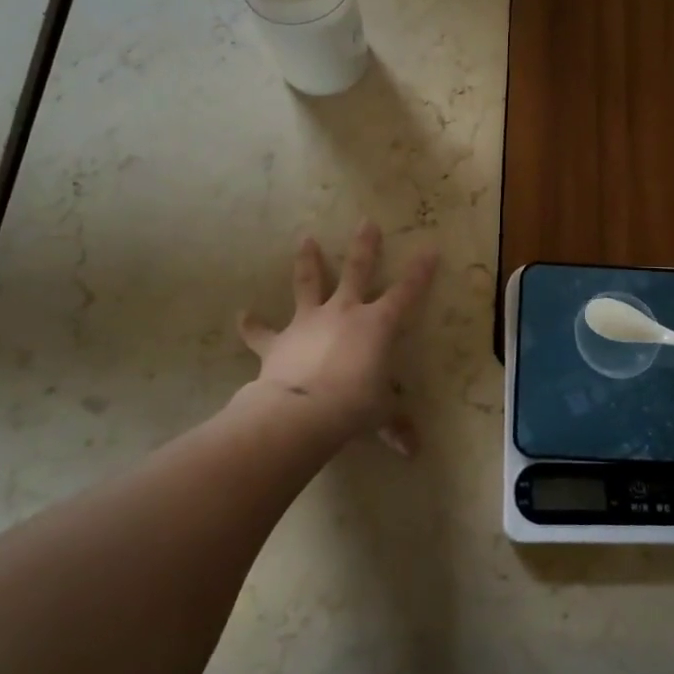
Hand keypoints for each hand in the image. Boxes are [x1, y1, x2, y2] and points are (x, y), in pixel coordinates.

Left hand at [236, 221, 437, 453]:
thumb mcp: (380, 415)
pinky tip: (243, 316)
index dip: (420, 272)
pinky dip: (252, 325)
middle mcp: (344, 312)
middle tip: (366, 222)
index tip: (430, 249)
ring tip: (305, 239)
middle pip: (357, 270)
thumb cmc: (353, 406)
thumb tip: (413, 451)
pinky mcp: (279, 340)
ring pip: (309, 283)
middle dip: (364, 246)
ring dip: (307, 261)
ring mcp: (309, 322)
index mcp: (377, 325)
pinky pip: (262, 332)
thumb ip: (395, 426)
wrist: (302, 411)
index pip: (406, 292)